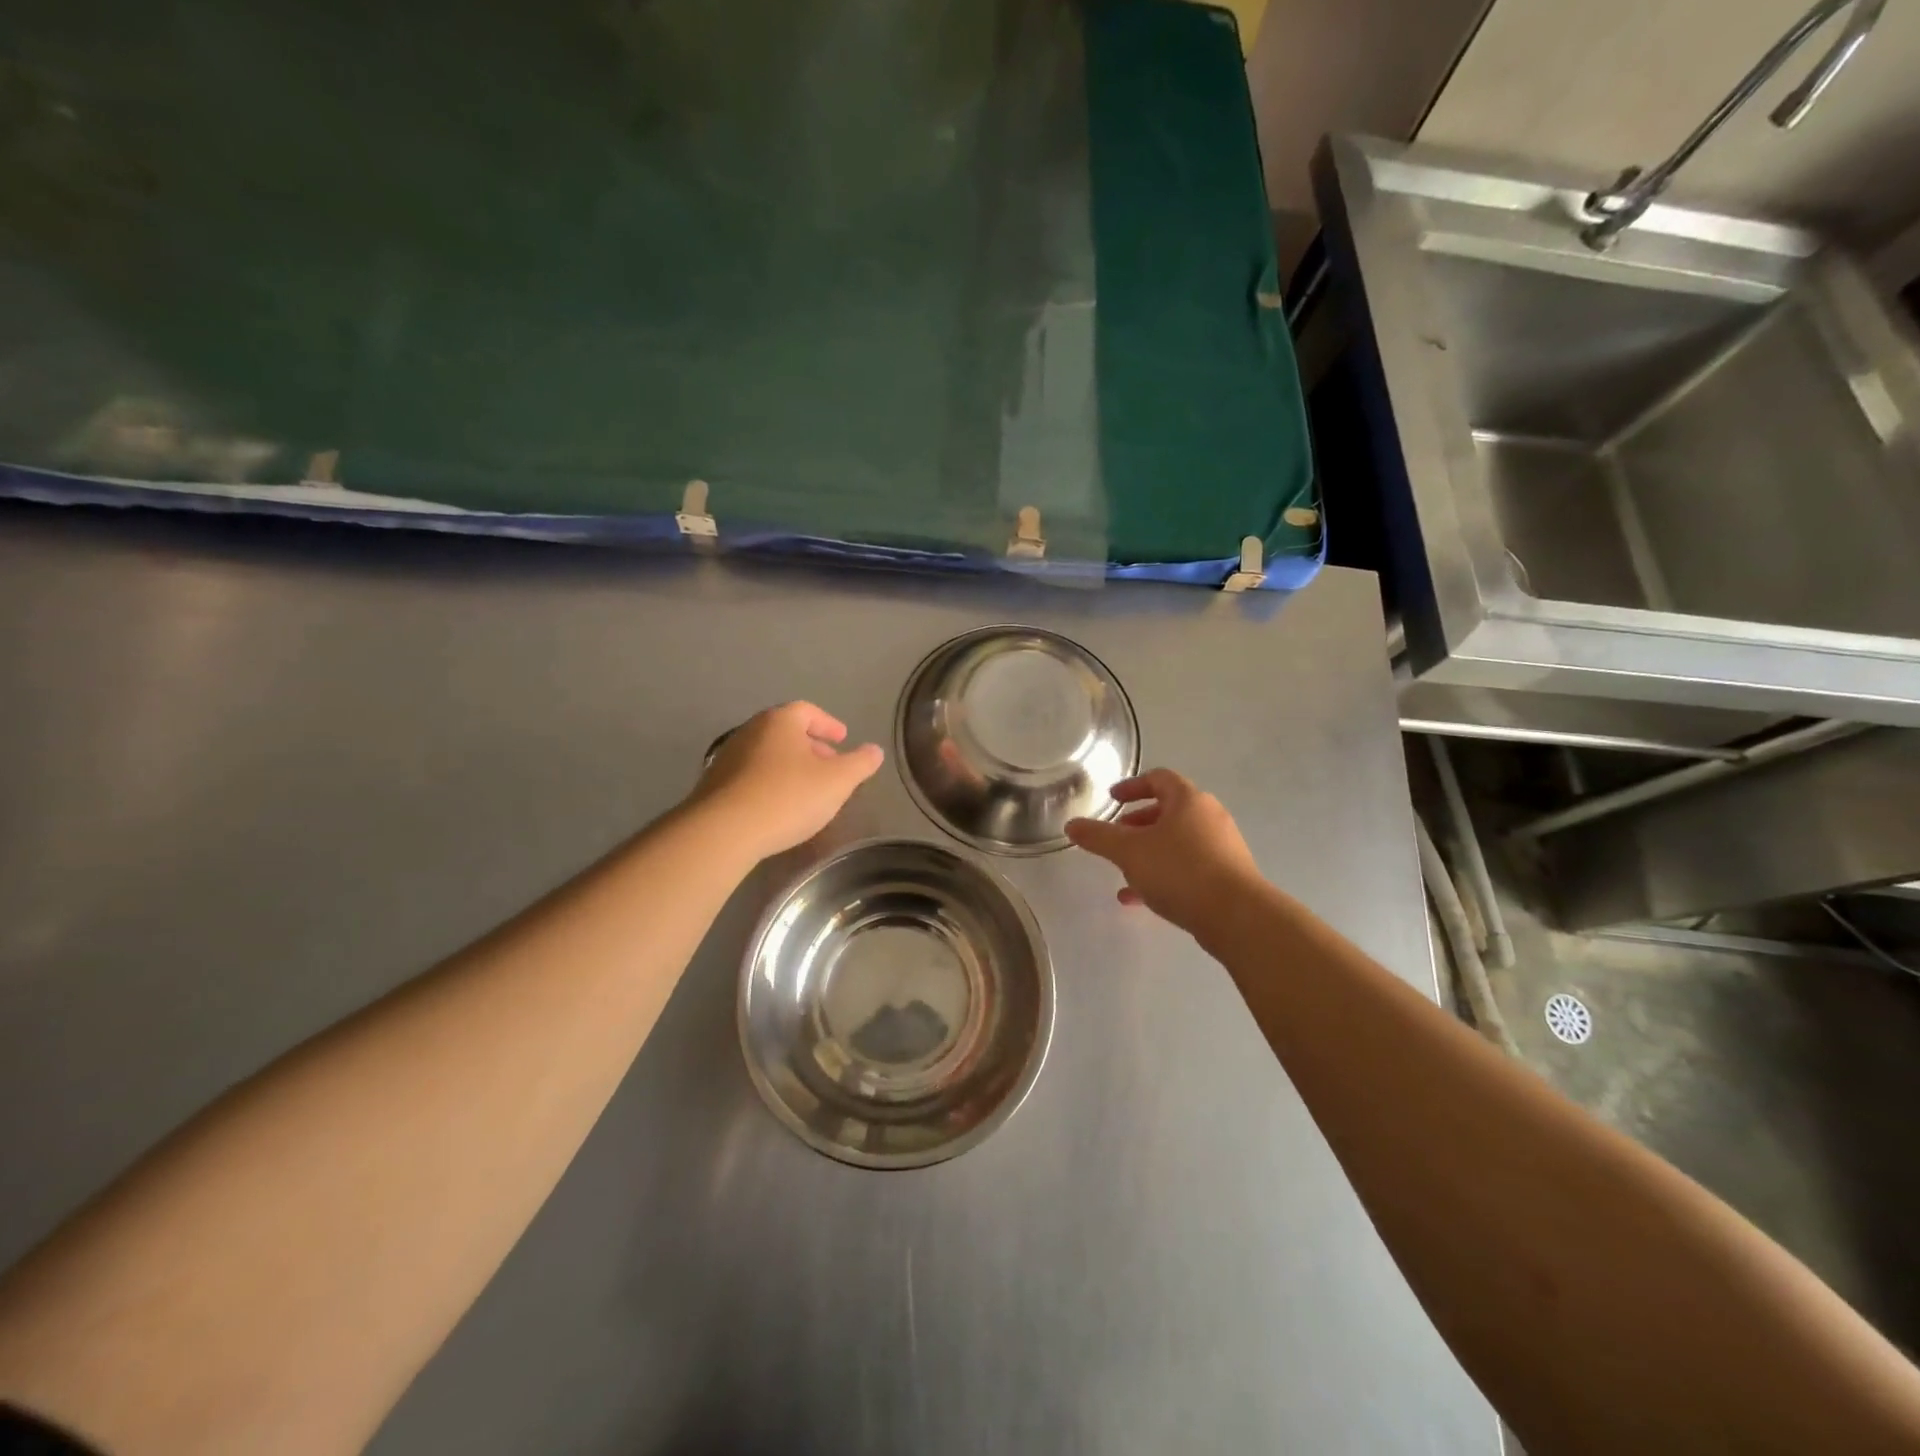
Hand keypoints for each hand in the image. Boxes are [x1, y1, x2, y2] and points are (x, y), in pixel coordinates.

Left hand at [689, 702, 883, 861]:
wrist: (723, 831)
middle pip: (786, 731)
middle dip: (811, 746)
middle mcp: (751, 731)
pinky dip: (770, 783)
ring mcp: (728, 757)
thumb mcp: (837, 782)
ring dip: (789, 766)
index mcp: (780, 721)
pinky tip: (778, 806)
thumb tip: (874, 750)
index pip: (808, 711)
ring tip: (806, 789)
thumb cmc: (787, 797)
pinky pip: (750, 776)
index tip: (843, 739)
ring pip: (768, 754)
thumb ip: (860, 764)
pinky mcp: (714, 785)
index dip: (828, 724)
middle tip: (829, 765)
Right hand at [1065, 769, 1260, 935]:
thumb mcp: (1129, 852)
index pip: (1159, 779)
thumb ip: (1098, 836)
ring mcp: (1222, 847)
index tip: (1113, 798)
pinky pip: (1189, 867)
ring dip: (1149, 852)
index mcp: (1189, 800)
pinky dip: (1164, 874)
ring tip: (1124, 871)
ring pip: (1177, 842)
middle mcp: (1209, 817)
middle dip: (1139, 823)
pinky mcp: (1227, 876)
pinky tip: (1139, 899)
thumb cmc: (1180, 871)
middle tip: (1117, 836)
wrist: (1237, 917)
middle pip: (1169, 811)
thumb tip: (1072, 825)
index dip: (1133, 786)